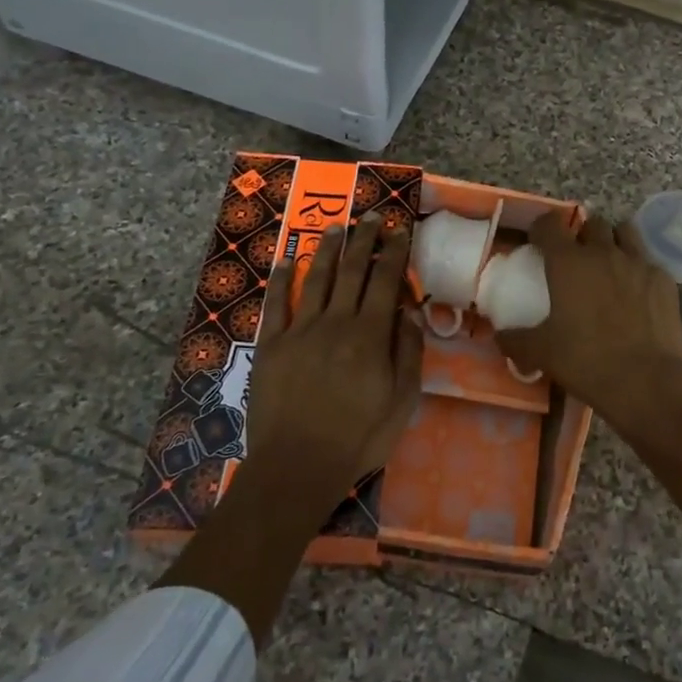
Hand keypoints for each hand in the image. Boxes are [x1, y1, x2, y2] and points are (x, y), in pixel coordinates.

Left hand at [245, 217, 422, 486]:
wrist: (297, 465)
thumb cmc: (359, 437)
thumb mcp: (402, 400)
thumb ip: (408, 352)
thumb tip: (410, 312)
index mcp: (370, 335)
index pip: (385, 281)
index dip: (393, 251)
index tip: (399, 229)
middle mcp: (336, 322)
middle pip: (353, 271)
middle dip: (364, 240)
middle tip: (371, 215)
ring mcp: (300, 331)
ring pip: (318, 279)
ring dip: (329, 250)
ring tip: (338, 227)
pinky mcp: (272, 345)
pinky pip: (278, 304)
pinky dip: (283, 279)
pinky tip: (289, 260)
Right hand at [495, 212, 681, 431]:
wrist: (646, 381)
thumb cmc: (586, 361)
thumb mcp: (541, 353)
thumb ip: (516, 339)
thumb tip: (500, 335)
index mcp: (568, 262)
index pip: (549, 224)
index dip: (541, 228)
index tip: (538, 242)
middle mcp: (603, 252)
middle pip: (591, 224)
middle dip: (581, 235)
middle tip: (576, 259)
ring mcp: (638, 262)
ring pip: (624, 232)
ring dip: (612, 241)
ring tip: (608, 264)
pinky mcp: (663, 279)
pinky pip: (647, 260)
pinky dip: (637, 268)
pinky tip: (636, 291)